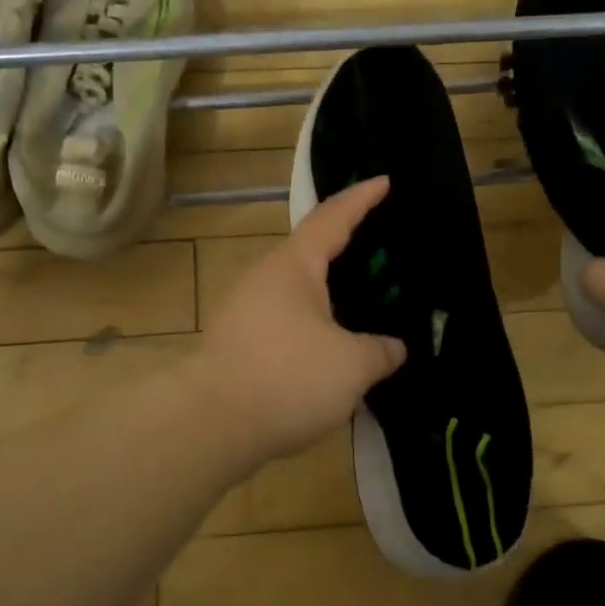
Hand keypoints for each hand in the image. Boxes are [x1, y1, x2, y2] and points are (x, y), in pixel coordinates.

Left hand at [197, 177, 406, 461]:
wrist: (210, 424)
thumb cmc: (288, 378)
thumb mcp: (352, 365)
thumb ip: (380, 352)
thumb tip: (393, 348)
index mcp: (293, 266)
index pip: (333, 218)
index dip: (361, 198)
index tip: (384, 181)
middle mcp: (264, 278)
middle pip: (310, 253)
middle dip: (345, 249)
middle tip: (380, 252)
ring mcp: (243, 312)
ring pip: (296, 293)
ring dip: (328, 296)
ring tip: (360, 306)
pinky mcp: (235, 345)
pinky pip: (284, 323)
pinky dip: (311, 327)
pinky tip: (330, 350)